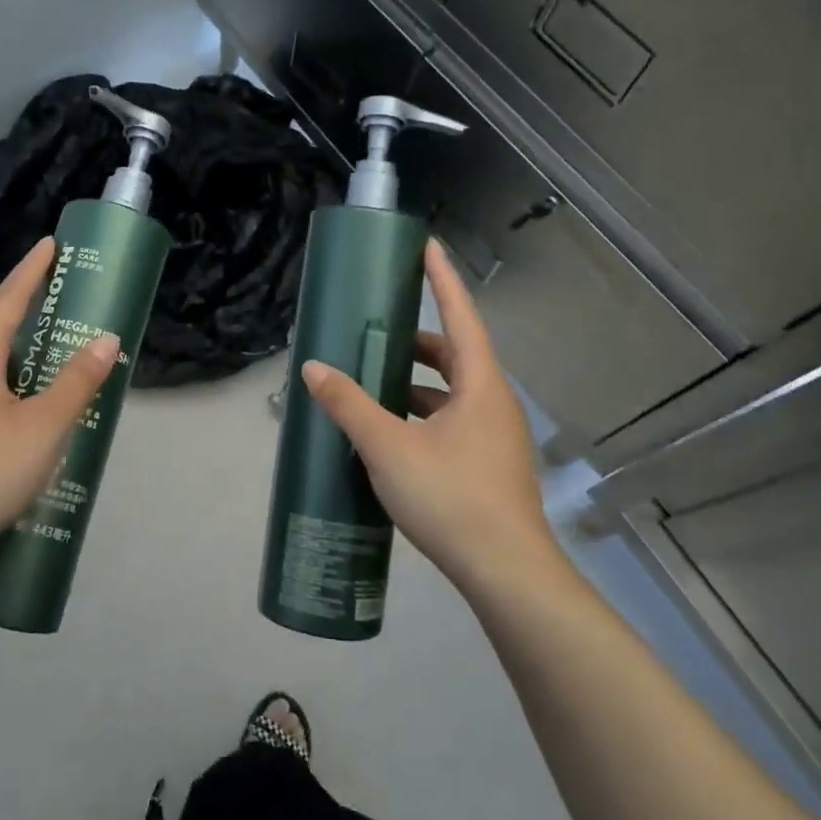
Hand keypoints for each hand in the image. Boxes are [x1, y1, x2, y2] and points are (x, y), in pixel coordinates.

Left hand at [0, 238, 119, 586]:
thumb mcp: (43, 428)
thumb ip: (76, 382)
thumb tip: (105, 339)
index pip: (6, 302)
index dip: (31, 273)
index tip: (49, 245)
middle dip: (27, 329)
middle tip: (62, 328)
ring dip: (13, 374)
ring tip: (46, 392)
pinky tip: (10, 438)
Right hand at [300, 239, 573, 605]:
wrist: (506, 573)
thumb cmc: (451, 497)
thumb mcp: (388, 447)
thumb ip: (349, 404)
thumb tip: (313, 368)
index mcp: (480, 384)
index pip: (461, 314)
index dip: (442, 278)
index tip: (425, 246)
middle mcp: (494, 402)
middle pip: (456, 354)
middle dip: (416, 339)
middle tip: (376, 331)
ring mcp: (496, 435)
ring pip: (453, 391)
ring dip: (416, 382)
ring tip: (373, 382)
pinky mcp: (490, 464)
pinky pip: (453, 420)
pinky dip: (423, 413)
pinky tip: (392, 433)